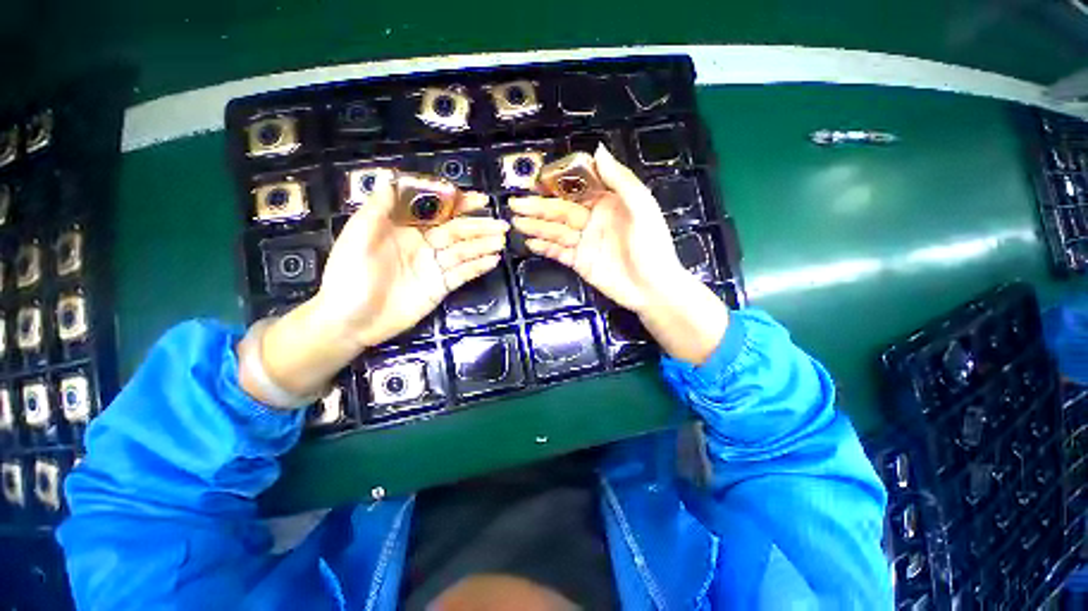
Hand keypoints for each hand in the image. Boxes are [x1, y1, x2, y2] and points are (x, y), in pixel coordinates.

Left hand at [312, 174, 507, 348]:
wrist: (350, 321)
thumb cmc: (349, 275)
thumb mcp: (358, 236)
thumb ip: (379, 208)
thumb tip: (393, 178)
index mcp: (403, 229)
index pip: (436, 211)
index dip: (458, 204)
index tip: (479, 200)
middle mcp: (423, 245)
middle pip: (455, 231)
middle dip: (479, 226)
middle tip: (501, 225)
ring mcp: (433, 267)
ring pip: (463, 252)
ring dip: (483, 245)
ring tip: (501, 241)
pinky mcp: (440, 287)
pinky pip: (462, 274)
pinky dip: (478, 267)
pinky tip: (493, 260)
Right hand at [510, 144, 726, 364]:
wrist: (652, 289)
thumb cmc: (651, 247)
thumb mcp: (642, 208)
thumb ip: (620, 180)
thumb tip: (598, 151)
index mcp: (608, 203)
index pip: (577, 189)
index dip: (556, 185)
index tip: (536, 182)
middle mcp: (593, 220)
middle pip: (561, 211)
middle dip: (538, 207)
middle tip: (515, 204)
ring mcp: (585, 242)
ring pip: (556, 231)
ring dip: (536, 227)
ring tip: (516, 222)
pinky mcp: (580, 262)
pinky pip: (558, 252)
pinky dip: (544, 248)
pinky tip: (530, 243)